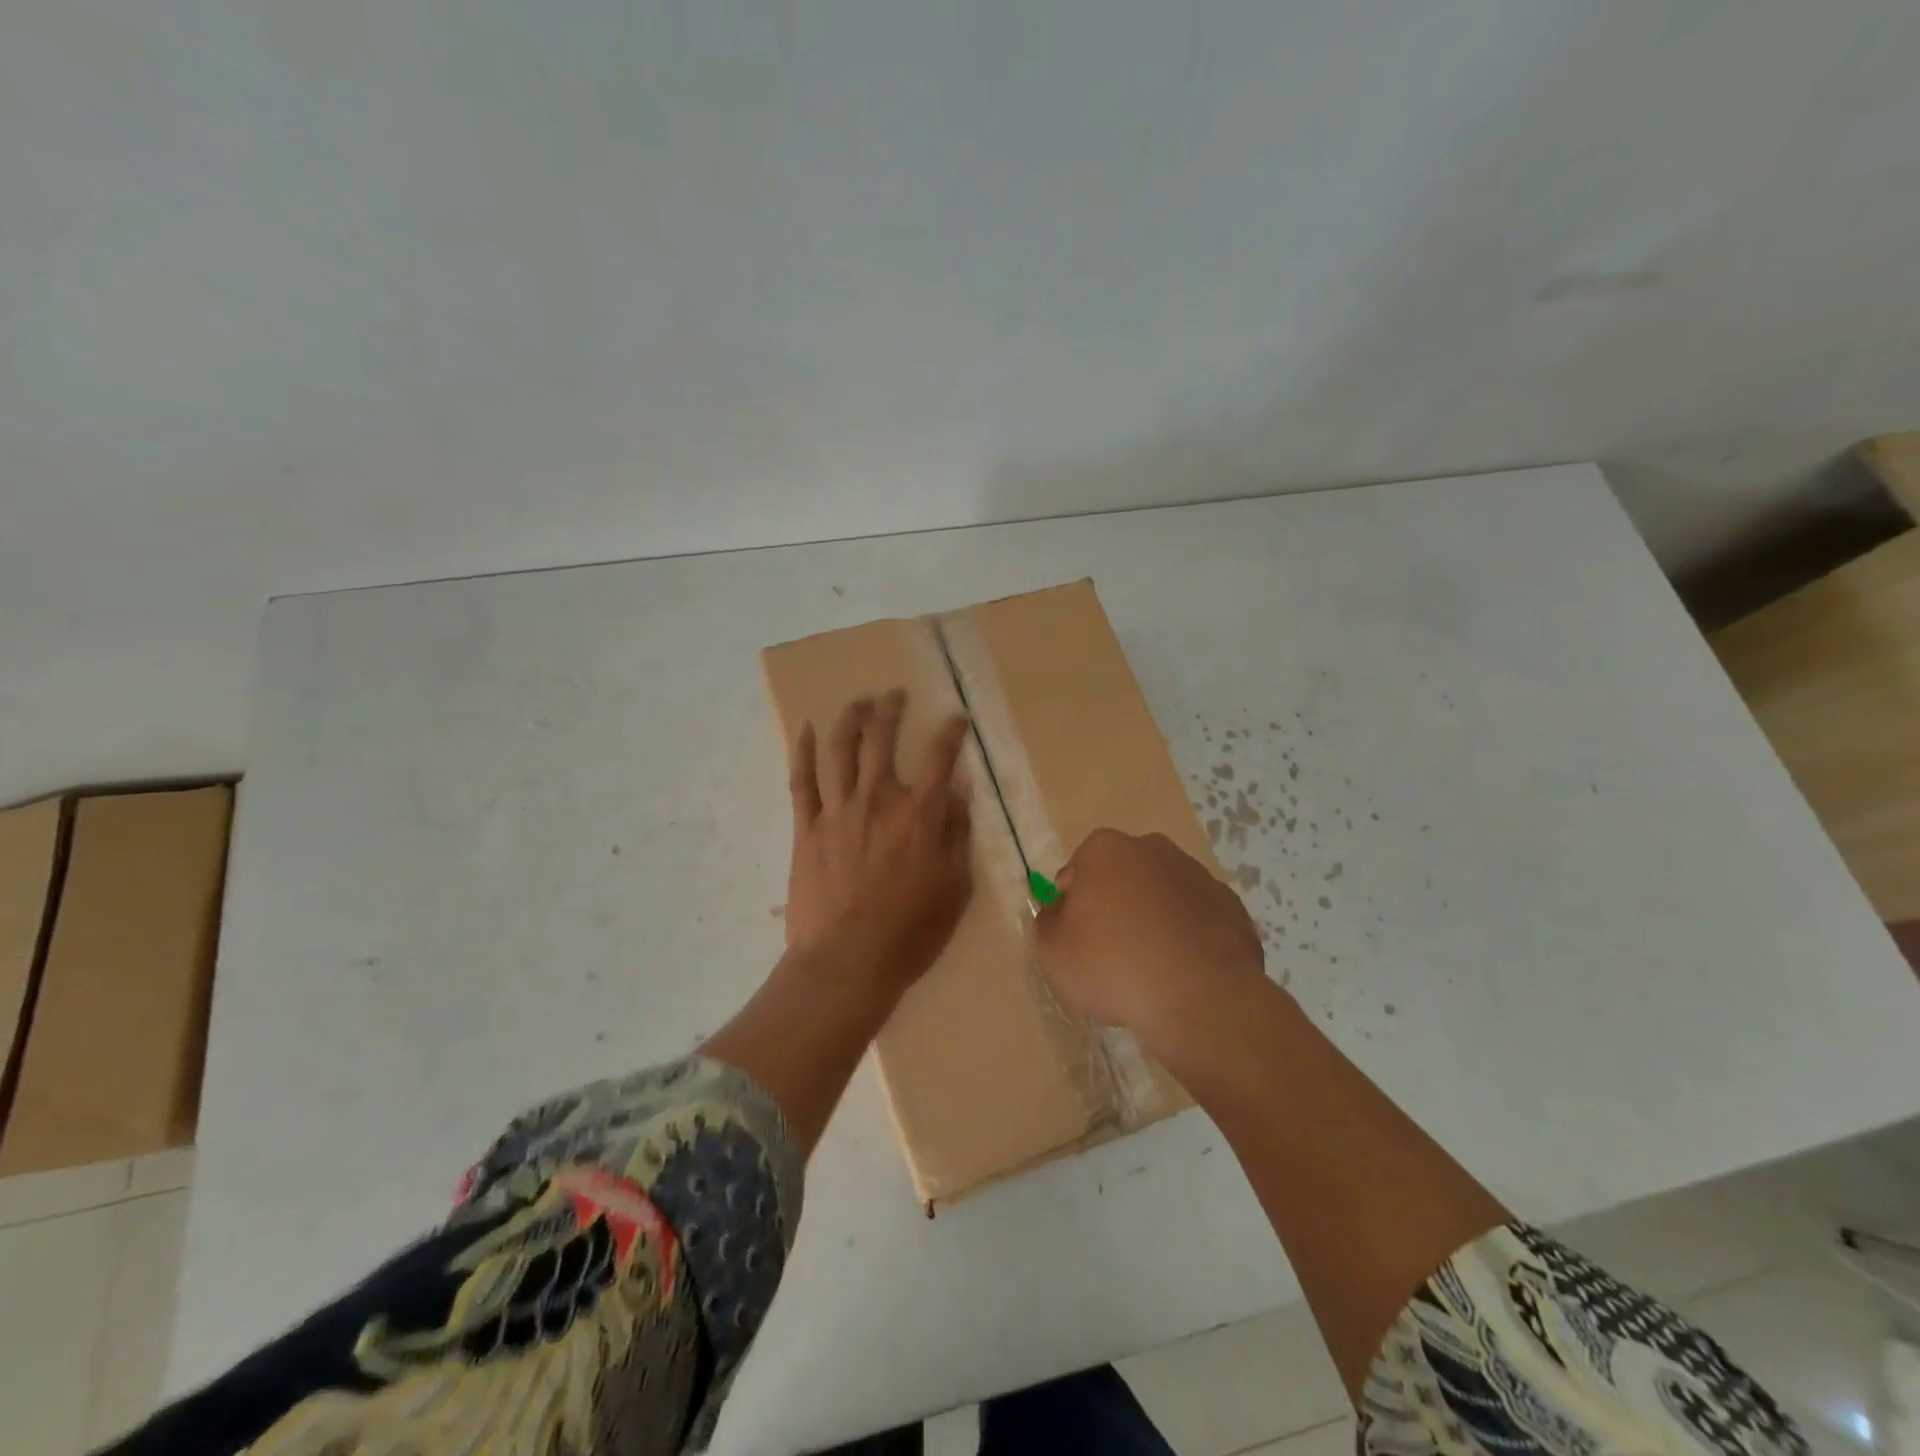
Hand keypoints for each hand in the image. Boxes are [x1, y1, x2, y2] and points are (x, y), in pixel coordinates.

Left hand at [785, 690, 973, 992]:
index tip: (957, 718)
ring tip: (858, 701)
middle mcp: (878, 800)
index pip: (939, 758)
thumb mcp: (954, 887)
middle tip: (895, 695)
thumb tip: (961, 791)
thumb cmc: (911, 931)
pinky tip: (807, 730)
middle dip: (891, 710)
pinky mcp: (807, 828)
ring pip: (841, 750)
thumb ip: (958, 835)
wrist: (848, 960)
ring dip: (850, 719)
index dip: (951, 732)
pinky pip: (802, 781)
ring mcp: (838, 811)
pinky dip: (804, 752)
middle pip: (882, 740)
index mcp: (918, 815)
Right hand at [1034, 828, 1264, 1059]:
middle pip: (1121, 876)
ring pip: (1161, 895)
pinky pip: (1196, 920)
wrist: (1199, 999)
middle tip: (1111, 952)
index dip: (1071, 908)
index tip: (1077, 941)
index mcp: (1106, 849)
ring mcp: (1198, 875)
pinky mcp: (1231, 907)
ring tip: (1150, 968)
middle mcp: (1153, 849)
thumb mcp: (1053, 950)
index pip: (1075, 873)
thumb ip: (1049, 921)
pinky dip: (1188, 937)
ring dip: (1153, 919)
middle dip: (1115, 905)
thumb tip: (1063, 912)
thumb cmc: (1113, 966)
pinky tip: (1183, 972)